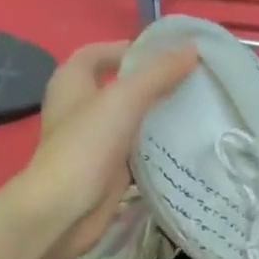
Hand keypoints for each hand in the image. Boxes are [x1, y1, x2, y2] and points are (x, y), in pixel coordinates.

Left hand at [17, 38, 197, 258]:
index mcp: (72, 82)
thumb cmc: (87, 145)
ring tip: (193, 110)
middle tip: (190, 82)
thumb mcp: (125, 98)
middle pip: (118, 87)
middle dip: (151, 84)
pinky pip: (134, 152)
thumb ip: (158, 73)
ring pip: (129, 121)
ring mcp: (92, 142)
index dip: (129, 49)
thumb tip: (192, 49)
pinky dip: (155, 148)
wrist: (65, 208)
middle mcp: (79, 108)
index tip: (167, 55)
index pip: (100, 53)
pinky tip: (182, 146)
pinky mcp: (105, 170)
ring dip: (156, 117)